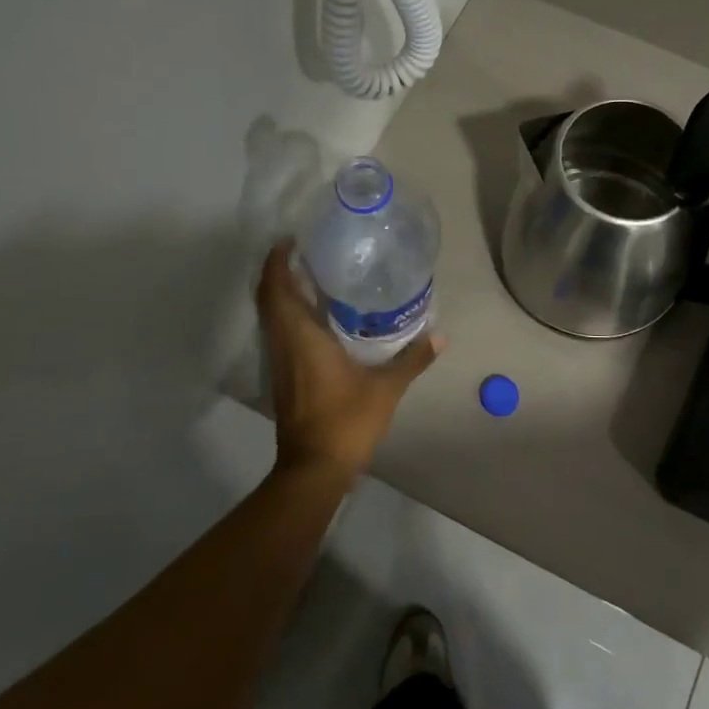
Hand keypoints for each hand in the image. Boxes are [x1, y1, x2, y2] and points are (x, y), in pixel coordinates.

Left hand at [256, 241, 443, 479]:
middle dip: (279, 271)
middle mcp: (283, 343)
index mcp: (300, 336)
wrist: (314, 468)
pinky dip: (289, 315)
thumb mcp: (385, 389)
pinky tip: (316, 317)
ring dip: (282, 293)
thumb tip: (440, 335)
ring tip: (311, 276)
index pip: (276, 288)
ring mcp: (279, 362)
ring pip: (271, 316)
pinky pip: (279, 333)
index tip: (291, 240)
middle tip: (305, 253)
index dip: (277, 261)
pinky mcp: (283, 377)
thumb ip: (412, 359)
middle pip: (268, 298)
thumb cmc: (345, 421)